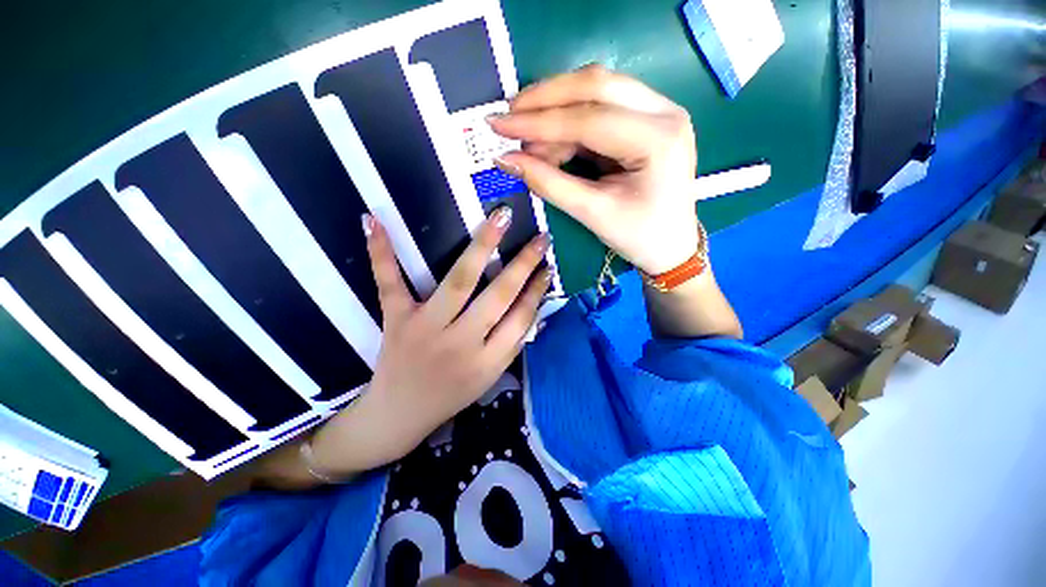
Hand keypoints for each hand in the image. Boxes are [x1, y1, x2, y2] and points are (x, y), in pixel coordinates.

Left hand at [329, 209, 552, 468]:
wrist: (399, 415)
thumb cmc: (451, 396)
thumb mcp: (490, 378)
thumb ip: (512, 343)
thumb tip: (533, 308)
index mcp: (487, 361)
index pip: (520, 318)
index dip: (537, 290)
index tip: (549, 267)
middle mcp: (460, 342)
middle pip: (498, 295)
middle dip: (523, 264)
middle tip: (540, 238)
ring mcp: (425, 328)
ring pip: (459, 281)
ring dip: (483, 246)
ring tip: (501, 218)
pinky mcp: (396, 320)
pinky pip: (389, 283)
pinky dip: (381, 253)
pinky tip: (374, 221)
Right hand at [488, 64, 698, 274]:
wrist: (671, 247)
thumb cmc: (639, 236)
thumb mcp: (592, 213)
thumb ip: (548, 183)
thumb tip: (505, 159)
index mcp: (658, 139)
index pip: (589, 119)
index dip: (539, 122)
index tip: (499, 125)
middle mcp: (664, 112)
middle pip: (596, 85)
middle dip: (545, 98)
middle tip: (508, 115)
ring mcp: (658, 111)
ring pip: (597, 91)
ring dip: (556, 112)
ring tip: (527, 141)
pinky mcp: (645, 120)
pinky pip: (600, 109)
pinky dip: (569, 124)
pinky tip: (549, 143)